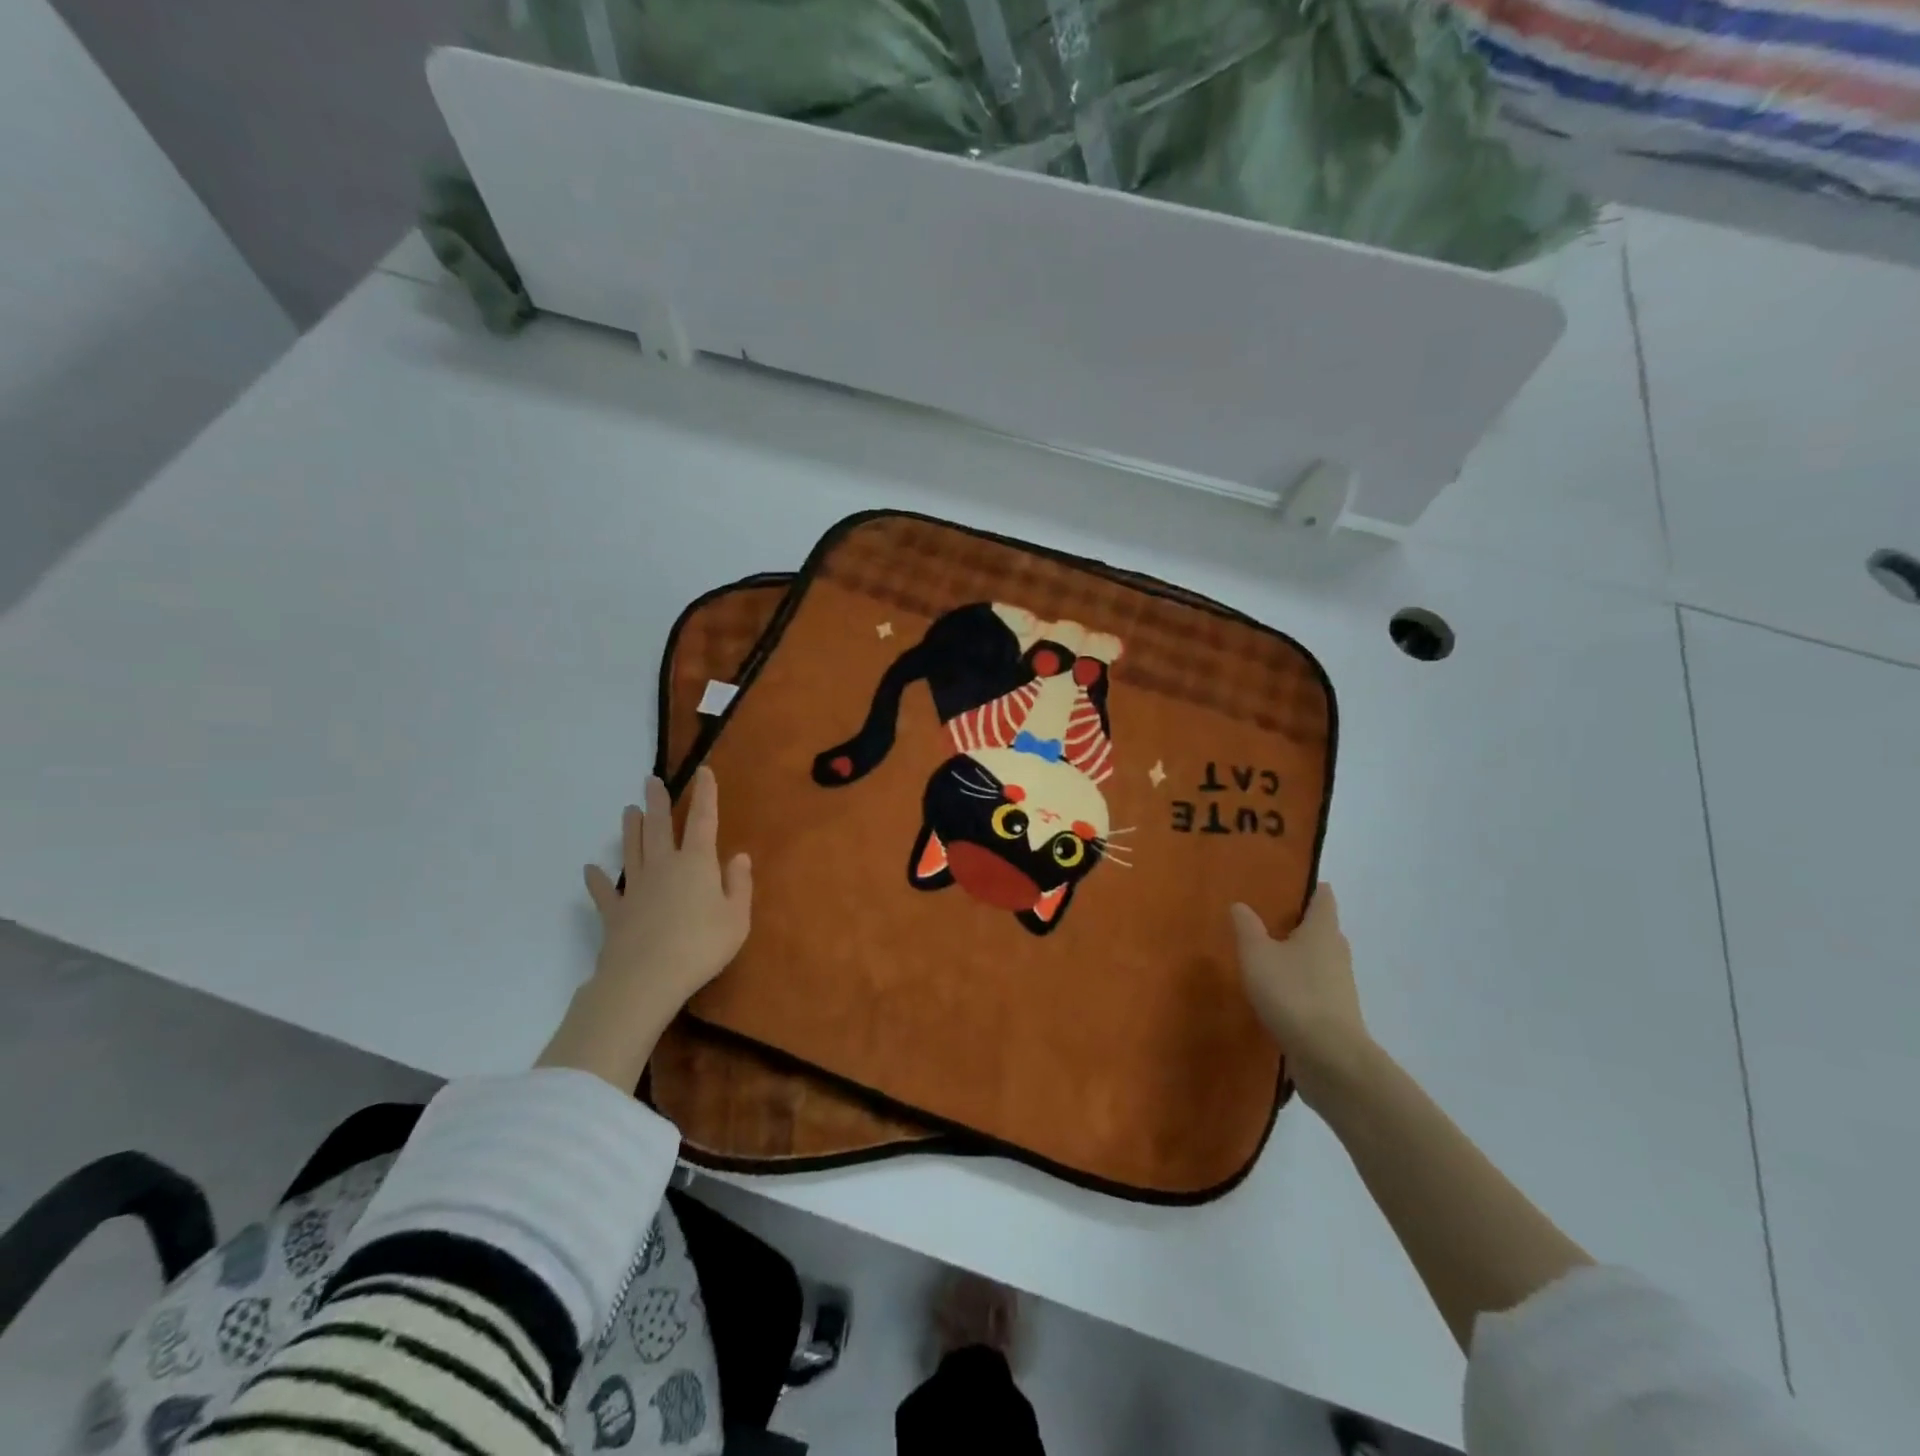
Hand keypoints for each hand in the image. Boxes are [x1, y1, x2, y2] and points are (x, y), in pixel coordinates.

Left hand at [538, 767, 752, 1089]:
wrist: (646, 978)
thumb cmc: (701, 946)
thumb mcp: (737, 918)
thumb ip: (739, 885)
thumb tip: (738, 856)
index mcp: (697, 864)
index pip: (703, 821)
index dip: (705, 795)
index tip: (702, 771)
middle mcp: (664, 867)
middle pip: (660, 828)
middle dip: (658, 802)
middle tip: (650, 780)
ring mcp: (635, 888)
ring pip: (632, 851)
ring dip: (631, 830)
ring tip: (629, 811)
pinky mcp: (615, 913)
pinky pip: (605, 892)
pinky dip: (597, 881)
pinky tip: (590, 870)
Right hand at [1231, 884, 1373, 1110]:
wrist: (1330, 1059)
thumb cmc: (1293, 994)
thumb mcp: (1257, 955)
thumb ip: (1247, 927)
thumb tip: (1240, 904)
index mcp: (1322, 930)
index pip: (1323, 897)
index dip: (1309, 887)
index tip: (1287, 882)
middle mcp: (1337, 952)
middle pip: (1321, 928)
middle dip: (1298, 922)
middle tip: (1266, 917)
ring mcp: (1340, 985)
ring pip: (1318, 959)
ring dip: (1297, 955)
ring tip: (1264, 954)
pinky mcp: (1335, 1013)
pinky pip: (1315, 987)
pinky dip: (1298, 983)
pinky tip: (1274, 991)